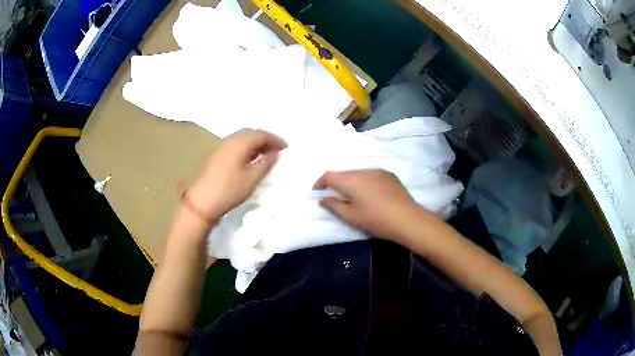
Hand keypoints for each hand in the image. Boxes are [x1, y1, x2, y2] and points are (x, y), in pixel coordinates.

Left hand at [187, 129, 286, 221]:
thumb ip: (266, 163)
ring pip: (242, 138)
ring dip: (256, 143)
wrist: (202, 202)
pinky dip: (247, 148)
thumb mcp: (252, 178)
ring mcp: (222, 147)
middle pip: (251, 133)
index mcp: (240, 143)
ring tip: (266, 154)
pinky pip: (236, 145)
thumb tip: (276, 153)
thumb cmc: (230, 190)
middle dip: (265, 139)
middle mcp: (230, 140)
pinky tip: (251, 159)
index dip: (275, 139)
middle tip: (277, 149)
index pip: (261, 134)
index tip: (286, 147)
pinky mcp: (217, 156)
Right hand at [313, 169, 421, 241]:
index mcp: (352, 180)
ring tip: (354, 196)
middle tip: (335, 197)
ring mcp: (378, 171)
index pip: (330, 175)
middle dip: (336, 183)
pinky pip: (371, 175)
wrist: (407, 219)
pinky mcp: (389, 175)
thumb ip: (334, 206)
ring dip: (352, 182)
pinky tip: (371, 195)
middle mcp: (364, 171)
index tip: (317, 192)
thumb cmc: (376, 220)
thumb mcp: (351, 217)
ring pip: (358, 174)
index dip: (320, 182)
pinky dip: (365, 182)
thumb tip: (323, 199)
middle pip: (344, 174)